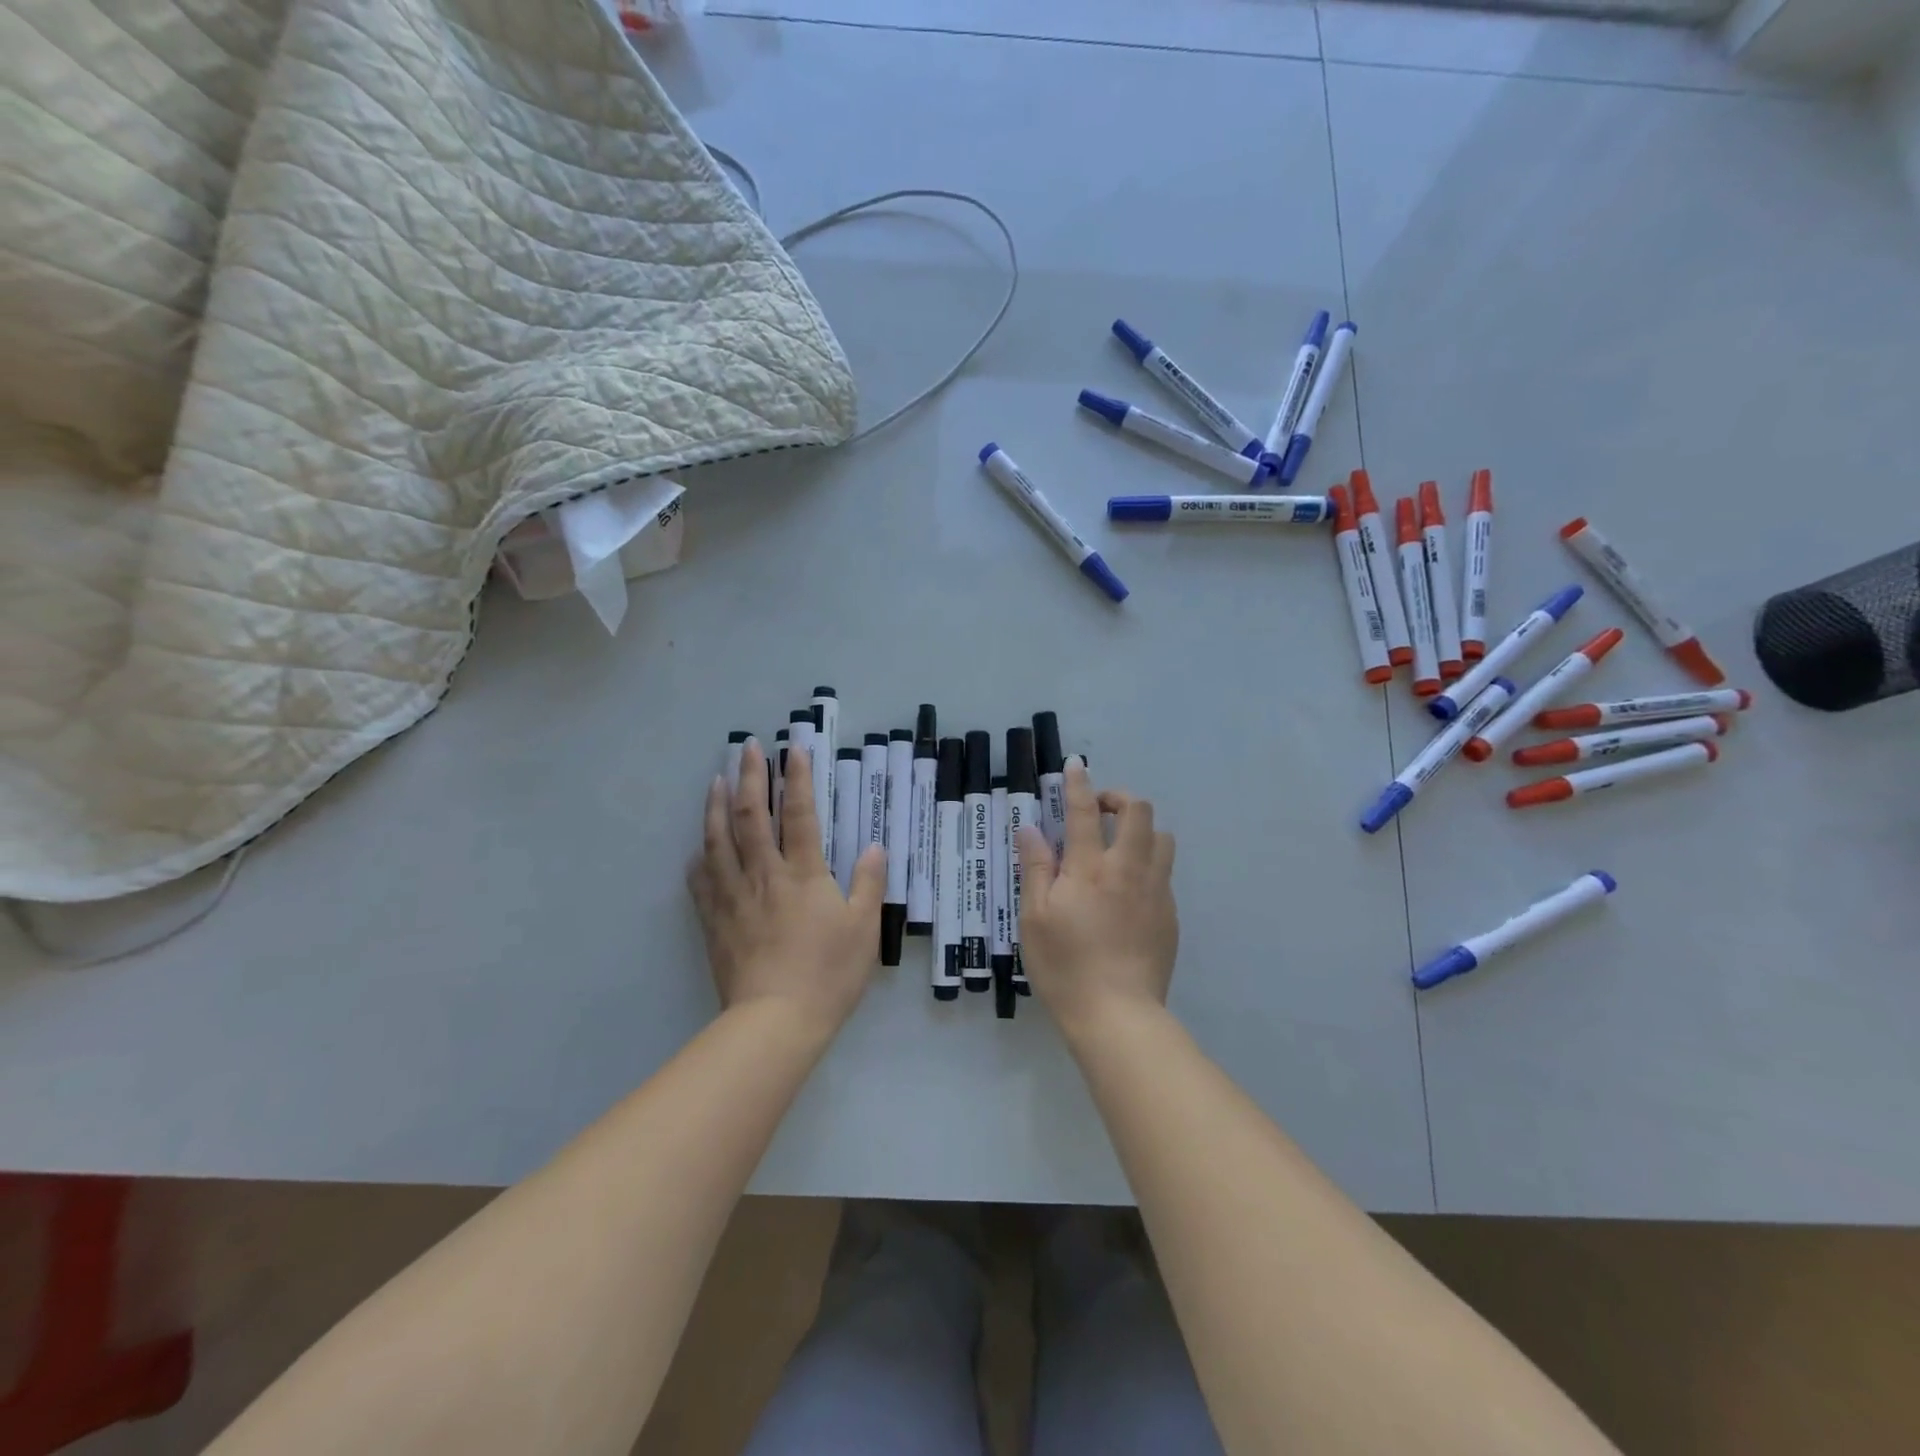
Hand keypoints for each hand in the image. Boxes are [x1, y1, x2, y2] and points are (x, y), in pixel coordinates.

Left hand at [687, 742, 884, 1036]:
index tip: (793, 748)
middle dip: (751, 778)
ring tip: (716, 781)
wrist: (776, 1021)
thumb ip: (869, 884)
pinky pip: (701, 882)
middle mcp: (764, 875)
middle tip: (748, 748)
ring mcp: (734, 897)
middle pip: (752, 817)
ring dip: (717, 807)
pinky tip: (698, 849)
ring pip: (719, 841)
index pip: (800, 814)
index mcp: (803, 874)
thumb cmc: (828, 973)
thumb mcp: (864, 928)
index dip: (797, 778)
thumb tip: (876, 847)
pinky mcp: (715, 922)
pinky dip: (699, 859)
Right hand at [1016, 761, 1177, 1040]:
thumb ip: (1036, 868)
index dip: (1079, 783)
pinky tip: (1129, 891)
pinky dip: (1148, 864)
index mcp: (1090, 869)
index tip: (1076, 765)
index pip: (1086, 811)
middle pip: (1139, 812)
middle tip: (1099, 813)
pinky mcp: (1170, 915)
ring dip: (1141, 830)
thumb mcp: (1034, 918)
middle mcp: (1129, 870)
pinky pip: (1165, 873)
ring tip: (1118, 847)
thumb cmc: (1064, 966)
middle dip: (1120, 799)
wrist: (1117, 1015)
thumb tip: (1032, 829)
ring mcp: (1156, 892)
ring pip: (1162, 838)